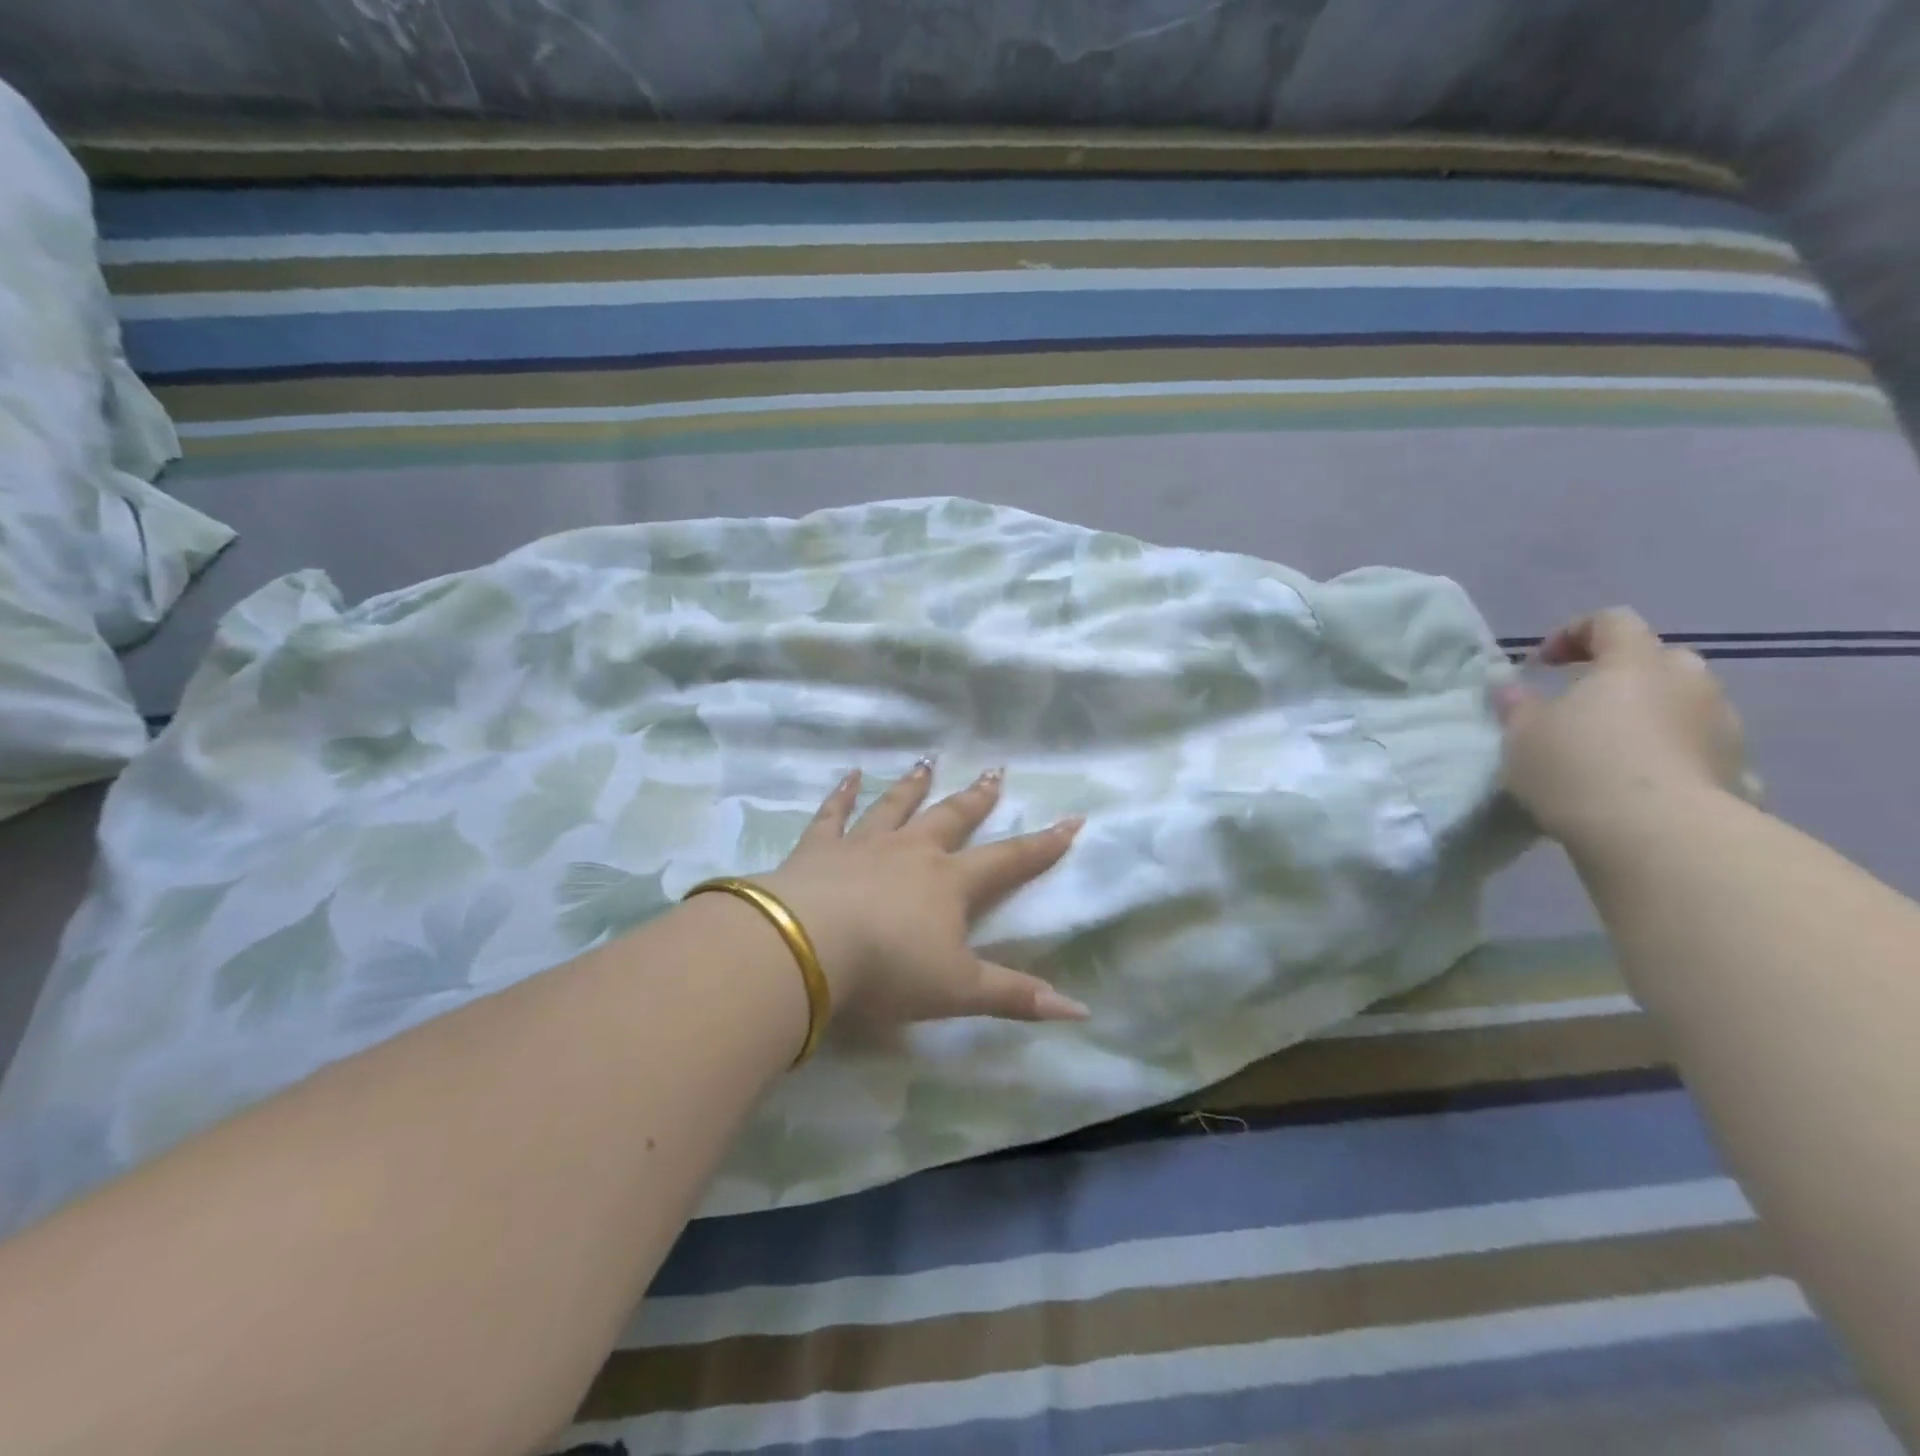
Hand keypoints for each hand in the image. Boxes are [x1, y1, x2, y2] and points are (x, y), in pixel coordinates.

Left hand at [754, 763, 1090, 1027]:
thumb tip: (1080, 1010)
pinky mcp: (819, 847)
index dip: (1042, 844)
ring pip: (895, 806)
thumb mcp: (958, 991)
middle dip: (977, 798)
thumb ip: (1016, 997)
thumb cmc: (888, 969)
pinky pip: (833, 813)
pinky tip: (848, 774)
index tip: (1071, 819)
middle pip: (952, 818)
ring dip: (914, 785)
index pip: (1008, 859)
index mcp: (949, 883)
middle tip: (994, 773)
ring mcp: (863, 844)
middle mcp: (911, 851)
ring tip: (928, 762)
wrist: (808, 946)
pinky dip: (841, 794)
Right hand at [1493, 608, 1750, 843]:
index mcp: (1634, 663)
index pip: (1612, 621)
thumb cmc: (1577, 766)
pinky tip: (1646, 785)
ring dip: (1650, 716)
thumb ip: (1517, 704)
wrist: (1657, 835)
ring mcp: (1724, 727)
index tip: (1541, 664)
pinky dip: (1674, 756)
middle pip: (1657, 660)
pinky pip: (1699, 749)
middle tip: (1582, 706)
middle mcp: (1689, 682)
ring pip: (1684, 705)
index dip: (1574, 633)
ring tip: (1612, 751)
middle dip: (1621, 675)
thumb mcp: (1523, 733)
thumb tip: (1510, 685)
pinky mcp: (1739, 770)